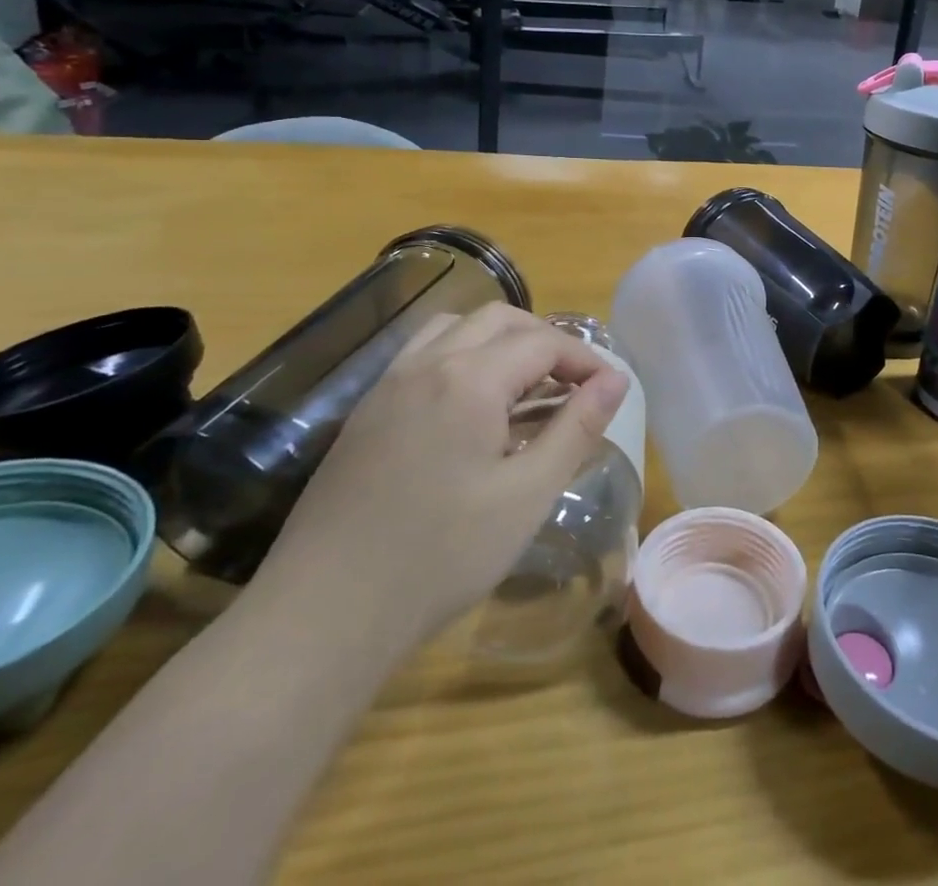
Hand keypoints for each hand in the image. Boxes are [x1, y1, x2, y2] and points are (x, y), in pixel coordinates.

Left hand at [252, 304, 627, 650]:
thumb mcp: (527, 495)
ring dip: (501, 341)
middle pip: (501, 320)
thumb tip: (615, 380)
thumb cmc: (440, 557)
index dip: (586, 359)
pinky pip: (424, 355)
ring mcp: (389, 384)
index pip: (543, 342)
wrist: (321, 617)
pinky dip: (463, 357)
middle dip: (546, 342)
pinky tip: (472, 408)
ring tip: (526, 387)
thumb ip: (577, 428)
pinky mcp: (366, 411)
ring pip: (457, 328)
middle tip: (575, 386)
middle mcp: (427, 363)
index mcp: (469, 379)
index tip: (612, 389)